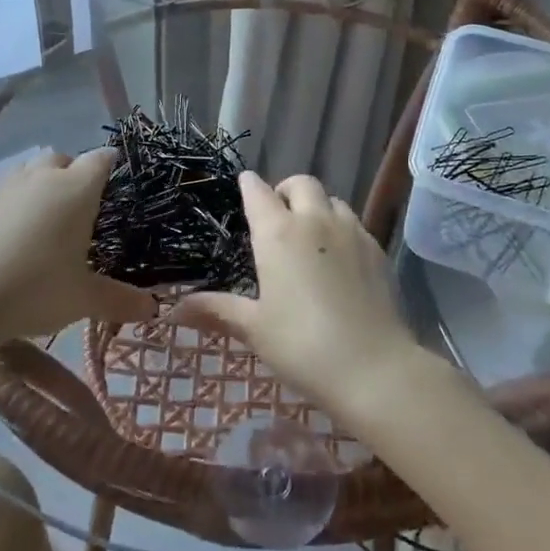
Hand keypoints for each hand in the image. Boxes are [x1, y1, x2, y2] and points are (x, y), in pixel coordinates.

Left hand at [0, 149, 156, 346]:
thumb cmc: (36, 288)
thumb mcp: (84, 298)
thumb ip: (120, 299)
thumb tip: (153, 308)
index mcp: (77, 188)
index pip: (102, 159)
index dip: (113, 166)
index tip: (120, 184)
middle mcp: (44, 177)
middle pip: (65, 159)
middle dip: (76, 174)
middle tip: (84, 209)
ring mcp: (9, 186)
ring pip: (34, 170)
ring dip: (45, 183)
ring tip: (50, 219)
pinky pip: (11, 189)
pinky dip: (20, 201)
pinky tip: (19, 234)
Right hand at [173, 172, 421, 415]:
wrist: (373, 367)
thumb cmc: (302, 345)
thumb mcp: (254, 328)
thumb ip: (216, 310)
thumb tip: (172, 310)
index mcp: (278, 233)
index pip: (258, 192)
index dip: (249, 185)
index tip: (244, 185)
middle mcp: (315, 221)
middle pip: (301, 183)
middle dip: (286, 190)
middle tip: (278, 213)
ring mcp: (351, 232)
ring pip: (332, 200)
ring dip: (317, 207)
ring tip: (310, 235)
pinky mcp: (377, 249)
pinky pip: (355, 223)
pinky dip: (341, 228)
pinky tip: (339, 259)